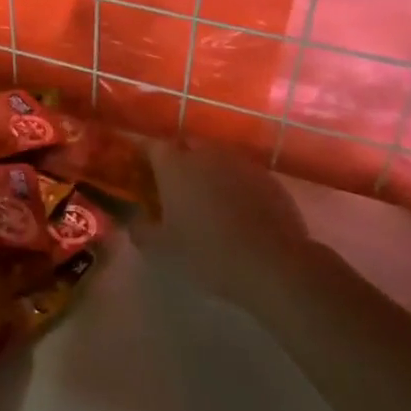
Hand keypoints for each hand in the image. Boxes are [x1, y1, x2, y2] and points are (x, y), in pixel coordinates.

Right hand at [131, 140, 310, 303]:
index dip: (143, 156)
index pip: (151, 146)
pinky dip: (233, 184)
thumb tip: (136, 220)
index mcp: (174, 165)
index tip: (140, 173)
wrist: (273, 264)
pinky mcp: (268, 178)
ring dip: (207, 171)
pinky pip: (241, 173)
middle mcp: (206, 154)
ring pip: (215, 158)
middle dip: (177, 161)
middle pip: (185, 146)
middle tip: (172, 187)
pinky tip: (235, 210)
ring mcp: (240, 163)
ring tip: (205, 198)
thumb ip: (140, 229)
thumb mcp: (160, 248)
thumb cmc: (207, 252)